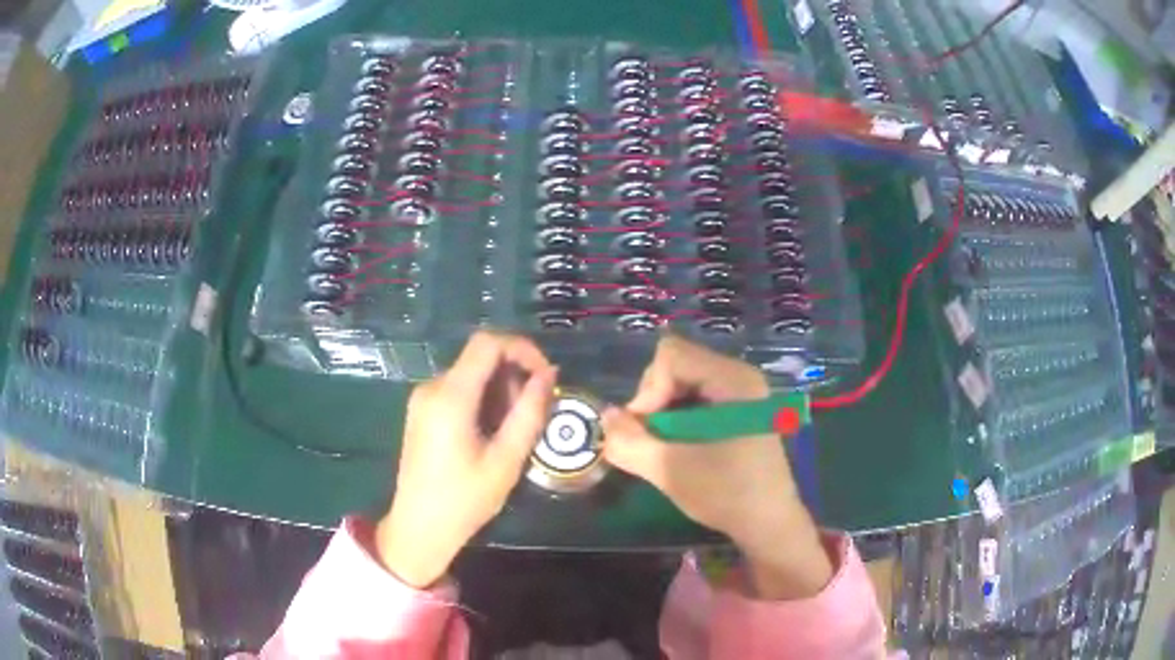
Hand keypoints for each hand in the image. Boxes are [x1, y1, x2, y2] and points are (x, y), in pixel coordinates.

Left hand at [375, 332, 556, 587]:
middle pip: (479, 357)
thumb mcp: (506, 461)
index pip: (487, 343)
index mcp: (450, 396)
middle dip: (513, 376)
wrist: (418, 528)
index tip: (545, 376)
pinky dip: (482, 400)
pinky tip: (491, 434)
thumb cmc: (464, 500)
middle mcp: (432, 387)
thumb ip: (529, 413)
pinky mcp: (421, 411)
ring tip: (512, 431)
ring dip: (499, 390)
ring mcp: (423, 398)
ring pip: (471, 374)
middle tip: (532, 415)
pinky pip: (458, 389)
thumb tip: (549, 374)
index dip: (522, 348)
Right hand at [601, 335, 832, 598]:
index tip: (647, 431)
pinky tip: (683, 446)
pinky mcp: (740, 409)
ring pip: (684, 381)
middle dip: (655, 400)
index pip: (671, 356)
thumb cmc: (726, 493)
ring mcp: (742, 391)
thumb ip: (630, 441)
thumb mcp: (670, 469)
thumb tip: (606, 416)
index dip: (648, 390)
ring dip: (665, 412)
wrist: (768, 522)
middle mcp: (740, 375)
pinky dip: (680, 417)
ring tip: (666, 446)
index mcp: (732, 380)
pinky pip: (697, 396)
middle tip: (653, 441)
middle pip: (677, 364)